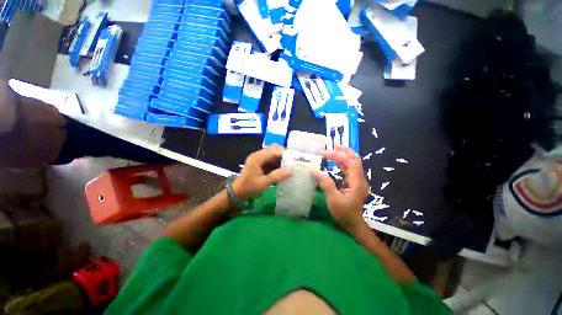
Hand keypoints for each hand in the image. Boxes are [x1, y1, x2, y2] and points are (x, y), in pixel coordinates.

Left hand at [232, 145, 291, 199]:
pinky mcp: (260, 162)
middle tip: (294, 160)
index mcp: (257, 158)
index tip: (296, 157)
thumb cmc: (249, 188)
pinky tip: (284, 166)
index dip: (285, 153)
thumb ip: (277, 176)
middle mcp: (258, 155)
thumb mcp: (263, 183)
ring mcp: (258, 158)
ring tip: (292, 163)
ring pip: (272, 154)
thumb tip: (291, 171)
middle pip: (273, 150)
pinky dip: (277, 161)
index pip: (273, 151)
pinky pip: (270, 159)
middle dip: (284, 154)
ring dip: (281, 157)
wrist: (237, 193)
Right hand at [313, 146, 368, 233]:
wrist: (353, 224)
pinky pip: (349, 170)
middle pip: (355, 160)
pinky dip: (342, 163)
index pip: (350, 162)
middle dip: (345, 151)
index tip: (325, 153)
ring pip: (352, 164)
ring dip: (344, 156)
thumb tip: (314, 170)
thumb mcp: (333, 199)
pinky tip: (336, 161)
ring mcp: (357, 181)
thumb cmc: (344, 213)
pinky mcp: (353, 184)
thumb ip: (326, 183)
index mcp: (357, 182)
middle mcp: (359, 179)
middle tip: (334, 145)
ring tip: (334, 149)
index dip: (338, 155)